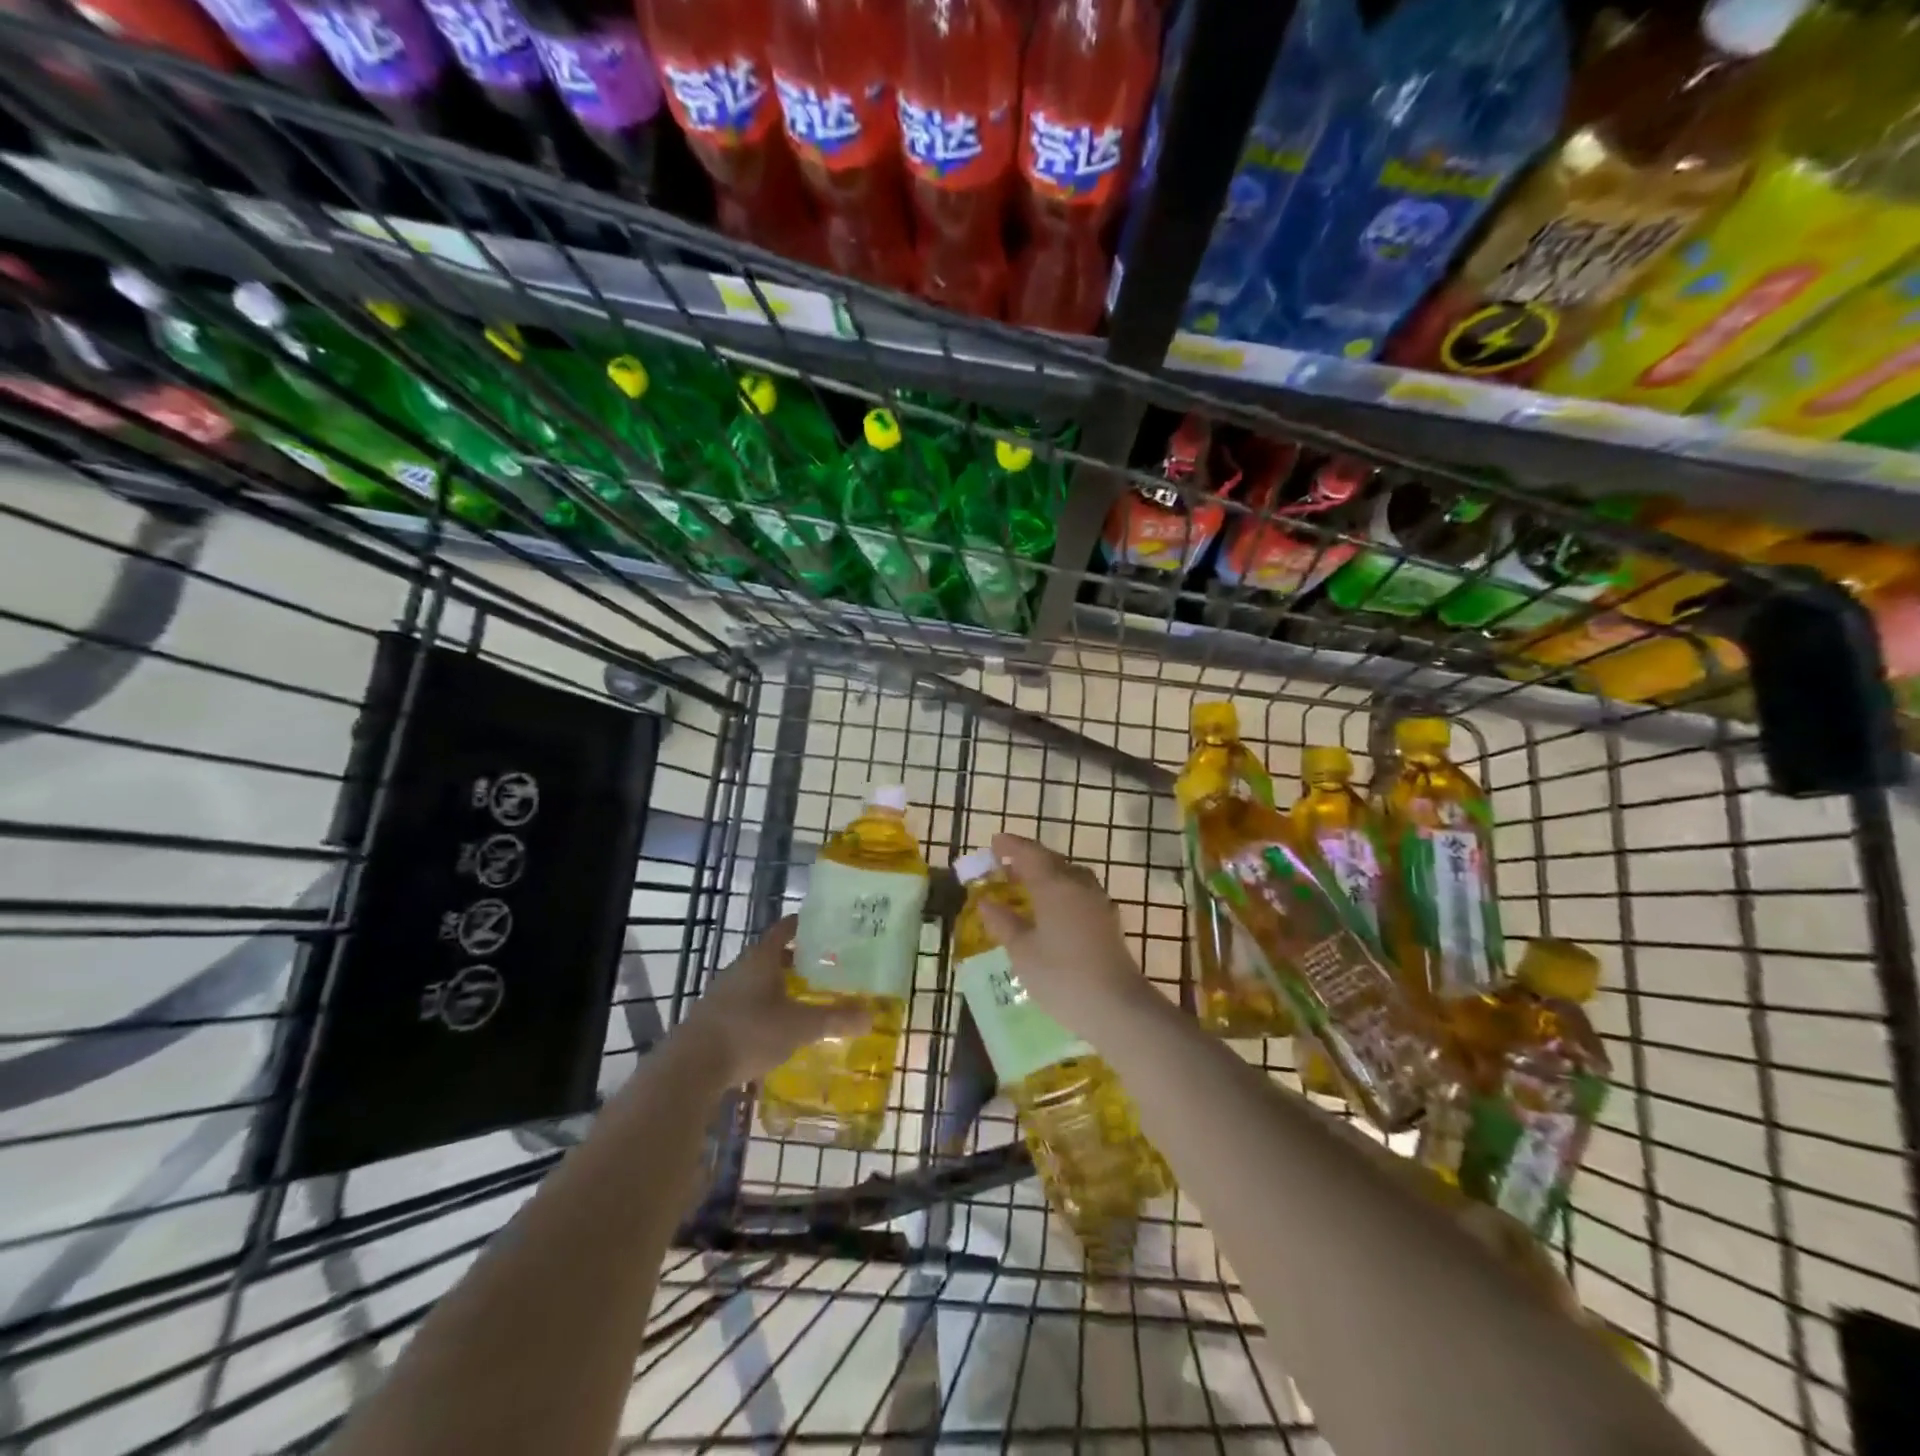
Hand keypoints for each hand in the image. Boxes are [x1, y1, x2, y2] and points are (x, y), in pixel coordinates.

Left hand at [676, 915, 871, 1084]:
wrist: (690, 1068)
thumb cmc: (749, 1033)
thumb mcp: (799, 1027)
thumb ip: (834, 1019)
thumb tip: (870, 1016)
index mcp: (761, 958)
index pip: (784, 929)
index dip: (804, 925)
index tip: (826, 926)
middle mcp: (741, 968)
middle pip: (772, 955)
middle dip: (797, 959)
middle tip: (825, 966)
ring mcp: (724, 993)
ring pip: (759, 980)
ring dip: (780, 985)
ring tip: (806, 996)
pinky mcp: (714, 1019)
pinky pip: (747, 1003)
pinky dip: (765, 1007)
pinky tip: (778, 1026)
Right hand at [976, 833, 1150, 1035]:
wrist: (1117, 1006)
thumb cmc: (1061, 976)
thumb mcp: (1022, 951)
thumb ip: (1003, 923)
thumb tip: (986, 902)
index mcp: (1054, 885)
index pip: (1029, 853)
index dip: (1010, 846)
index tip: (994, 842)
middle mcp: (1078, 885)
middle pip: (1052, 860)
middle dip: (1028, 859)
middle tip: (1005, 866)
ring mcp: (1098, 902)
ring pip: (1069, 875)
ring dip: (1047, 874)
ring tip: (1027, 887)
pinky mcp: (1108, 920)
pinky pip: (1080, 892)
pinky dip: (1061, 891)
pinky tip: (1052, 910)